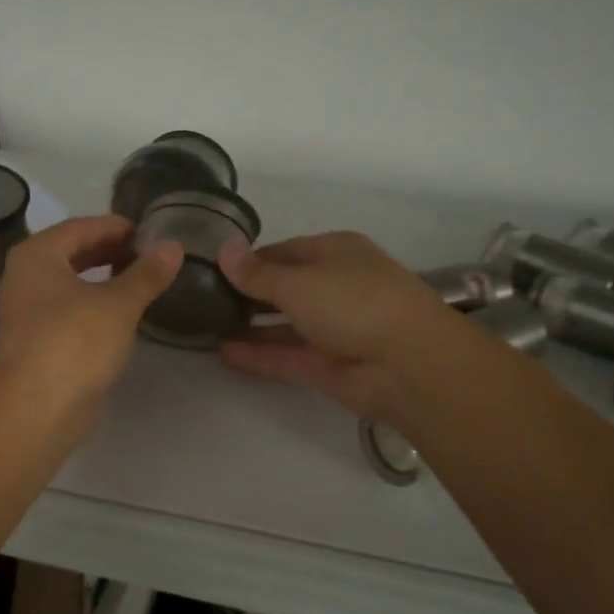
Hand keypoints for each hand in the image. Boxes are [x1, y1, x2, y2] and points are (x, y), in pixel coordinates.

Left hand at [0, 214, 183, 420]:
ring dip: (104, 278)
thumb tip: (173, 246)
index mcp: (38, 255)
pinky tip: (121, 314)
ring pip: (71, 282)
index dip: (116, 227)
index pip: (82, 227)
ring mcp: (28, 309)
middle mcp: (26, 276)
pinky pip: (70, 307)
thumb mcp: (118, 304)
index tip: (150, 232)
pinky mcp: (37, 339)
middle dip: (111, 250)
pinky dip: (94, 303)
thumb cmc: (74, 342)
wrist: (36, 408)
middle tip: (149, 254)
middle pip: (73, 252)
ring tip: (140, 280)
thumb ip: (146, 273)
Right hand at [218, 232, 465, 419]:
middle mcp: (335, 287)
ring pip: (284, 325)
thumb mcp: (298, 281)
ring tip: (207, 328)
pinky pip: (286, 355)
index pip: (285, 252)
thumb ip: (256, 273)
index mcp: (336, 253)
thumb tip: (223, 248)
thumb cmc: (354, 303)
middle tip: (203, 301)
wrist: (410, 365)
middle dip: (247, 294)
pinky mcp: (328, 365)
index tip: (214, 270)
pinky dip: (258, 354)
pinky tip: (222, 354)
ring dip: (250, 326)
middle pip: (284, 288)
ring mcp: (333, 328)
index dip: (250, 260)